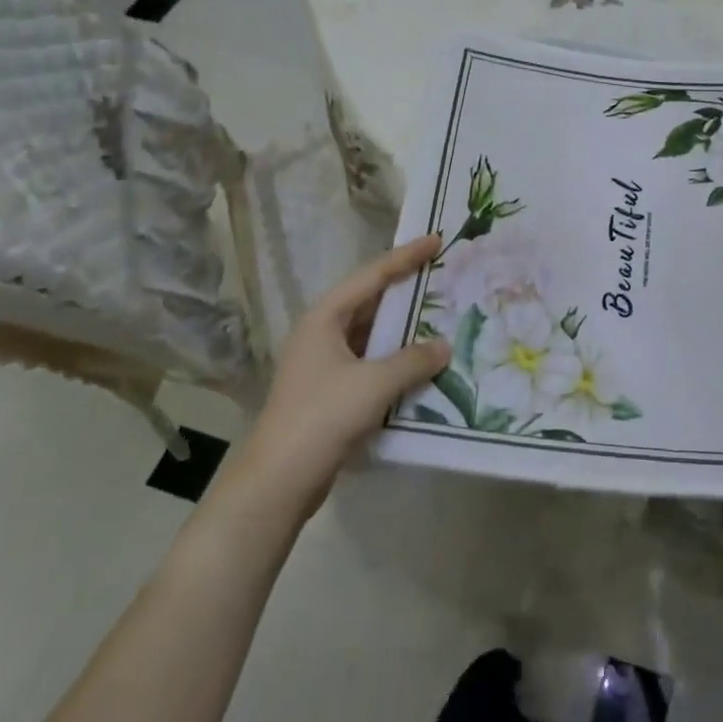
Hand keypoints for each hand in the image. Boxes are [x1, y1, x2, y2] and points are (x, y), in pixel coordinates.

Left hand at [236, 234, 450, 518]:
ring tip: (441, 318)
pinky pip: (370, 364)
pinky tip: (422, 365)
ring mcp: (324, 365)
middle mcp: (322, 334)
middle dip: (406, 291)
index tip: (436, 240)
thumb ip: (413, 360)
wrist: (278, 480)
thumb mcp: (374, 383)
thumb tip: (444, 347)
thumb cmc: (323, 416)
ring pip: (372, 335)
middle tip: (443, 277)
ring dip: (403, 329)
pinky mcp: (330, 393)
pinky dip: (395, 360)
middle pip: (370, 302)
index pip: (372, 276)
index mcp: (325, 319)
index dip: (406, 257)